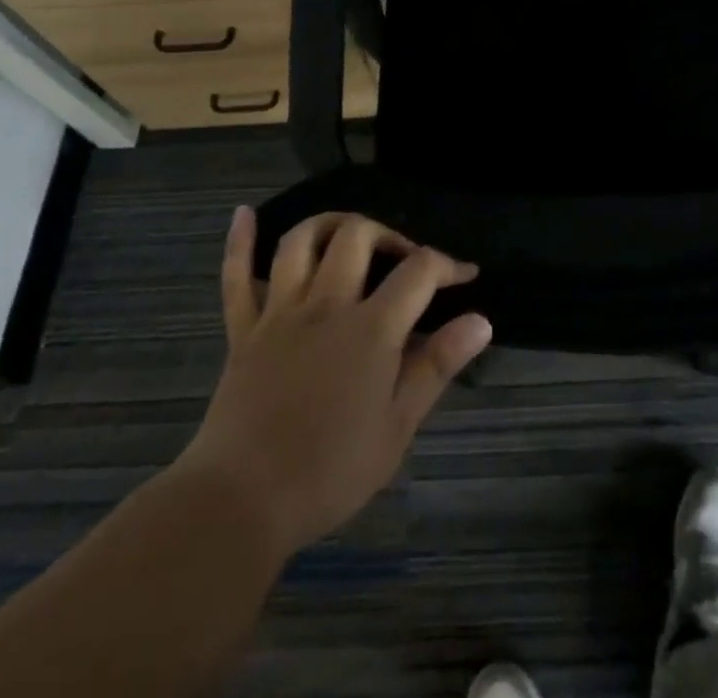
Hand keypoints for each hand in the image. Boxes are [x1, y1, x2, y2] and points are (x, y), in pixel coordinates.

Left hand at [177, 207, 492, 557]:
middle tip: (403, 261)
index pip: (418, 271)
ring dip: (329, 225)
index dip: (448, 265)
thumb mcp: (397, 428)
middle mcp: (325, 305)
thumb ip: (437, 366)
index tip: (466, 276)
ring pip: (301, 242)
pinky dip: (239, 243)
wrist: (239, 503)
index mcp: (370, 329)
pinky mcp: (244, 331)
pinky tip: (245, 215)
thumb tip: (481, 321)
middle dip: (388, 235)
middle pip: (357, 236)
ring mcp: (279, 313)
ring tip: (349, 234)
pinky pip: (236, 278)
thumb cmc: (329, 472)